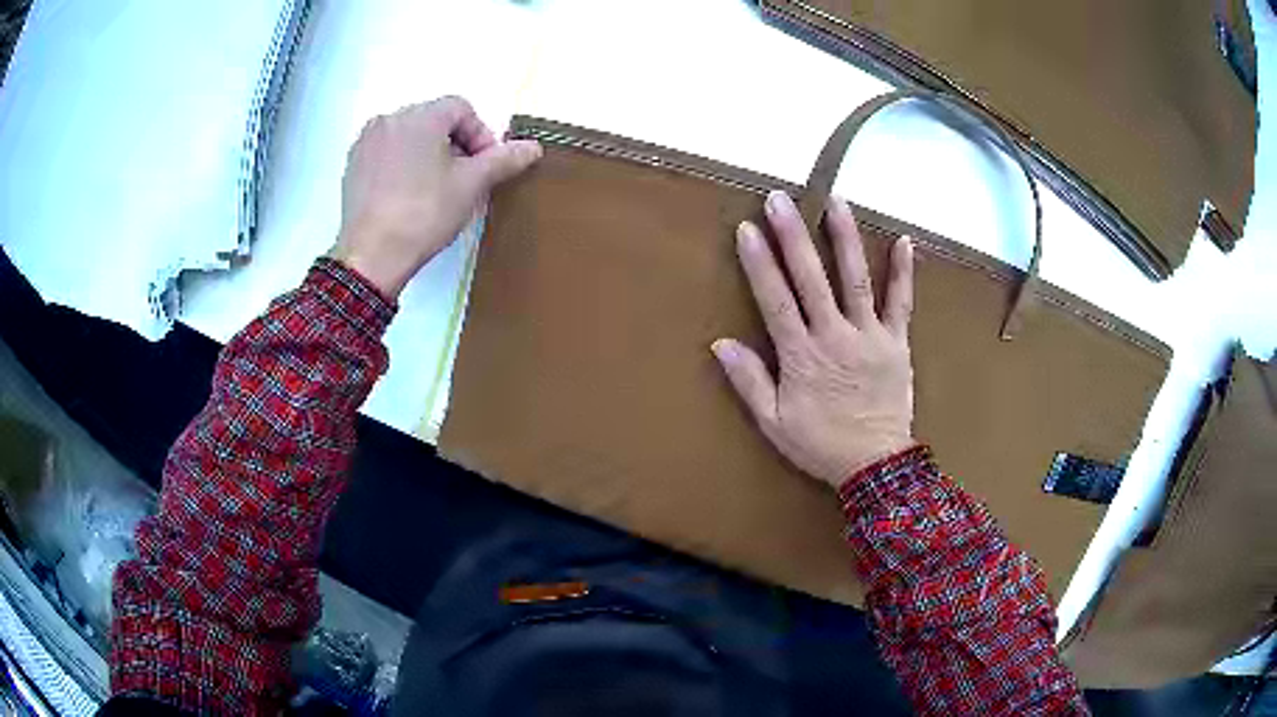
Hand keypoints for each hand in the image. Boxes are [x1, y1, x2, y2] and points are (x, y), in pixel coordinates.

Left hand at [330, 96, 541, 298]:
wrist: (371, 256)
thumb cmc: (424, 214)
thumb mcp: (471, 185)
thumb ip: (504, 159)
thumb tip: (533, 147)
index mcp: (420, 116)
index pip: (462, 108)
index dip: (480, 135)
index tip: (483, 167)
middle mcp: (390, 118)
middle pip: (434, 119)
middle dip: (454, 144)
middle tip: (463, 179)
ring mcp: (366, 141)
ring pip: (409, 135)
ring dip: (428, 153)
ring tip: (435, 188)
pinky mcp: (352, 164)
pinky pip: (387, 151)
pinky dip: (402, 164)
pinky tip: (407, 195)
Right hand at [713, 191, 915, 488]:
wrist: (875, 466)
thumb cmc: (821, 444)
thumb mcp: (774, 423)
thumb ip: (749, 381)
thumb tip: (720, 343)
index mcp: (802, 356)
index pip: (776, 300)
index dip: (760, 263)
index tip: (748, 229)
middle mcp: (835, 336)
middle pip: (811, 279)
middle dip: (793, 236)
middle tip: (780, 199)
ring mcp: (870, 336)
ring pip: (855, 280)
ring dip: (845, 239)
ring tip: (836, 201)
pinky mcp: (897, 343)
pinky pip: (901, 303)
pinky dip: (903, 272)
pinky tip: (903, 241)